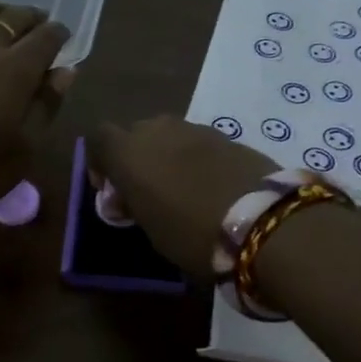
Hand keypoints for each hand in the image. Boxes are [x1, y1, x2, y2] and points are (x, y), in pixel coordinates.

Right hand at [86, 116, 275, 277]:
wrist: (262, 221)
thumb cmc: (192, 232)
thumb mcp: (150, 228)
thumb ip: (133, 204)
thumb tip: (128, 198)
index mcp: (128, 152)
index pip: (98, 138)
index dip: (100, 161)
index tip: (111, 189)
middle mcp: (157, 130)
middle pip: (135, 133)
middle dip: (136, 157)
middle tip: (146, 191)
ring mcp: (195, 129)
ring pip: (168, 136)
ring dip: (167, 156)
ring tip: (180, 189)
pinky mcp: (227, 136)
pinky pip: (198, 143)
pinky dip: (196, 160)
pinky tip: (209, 187)